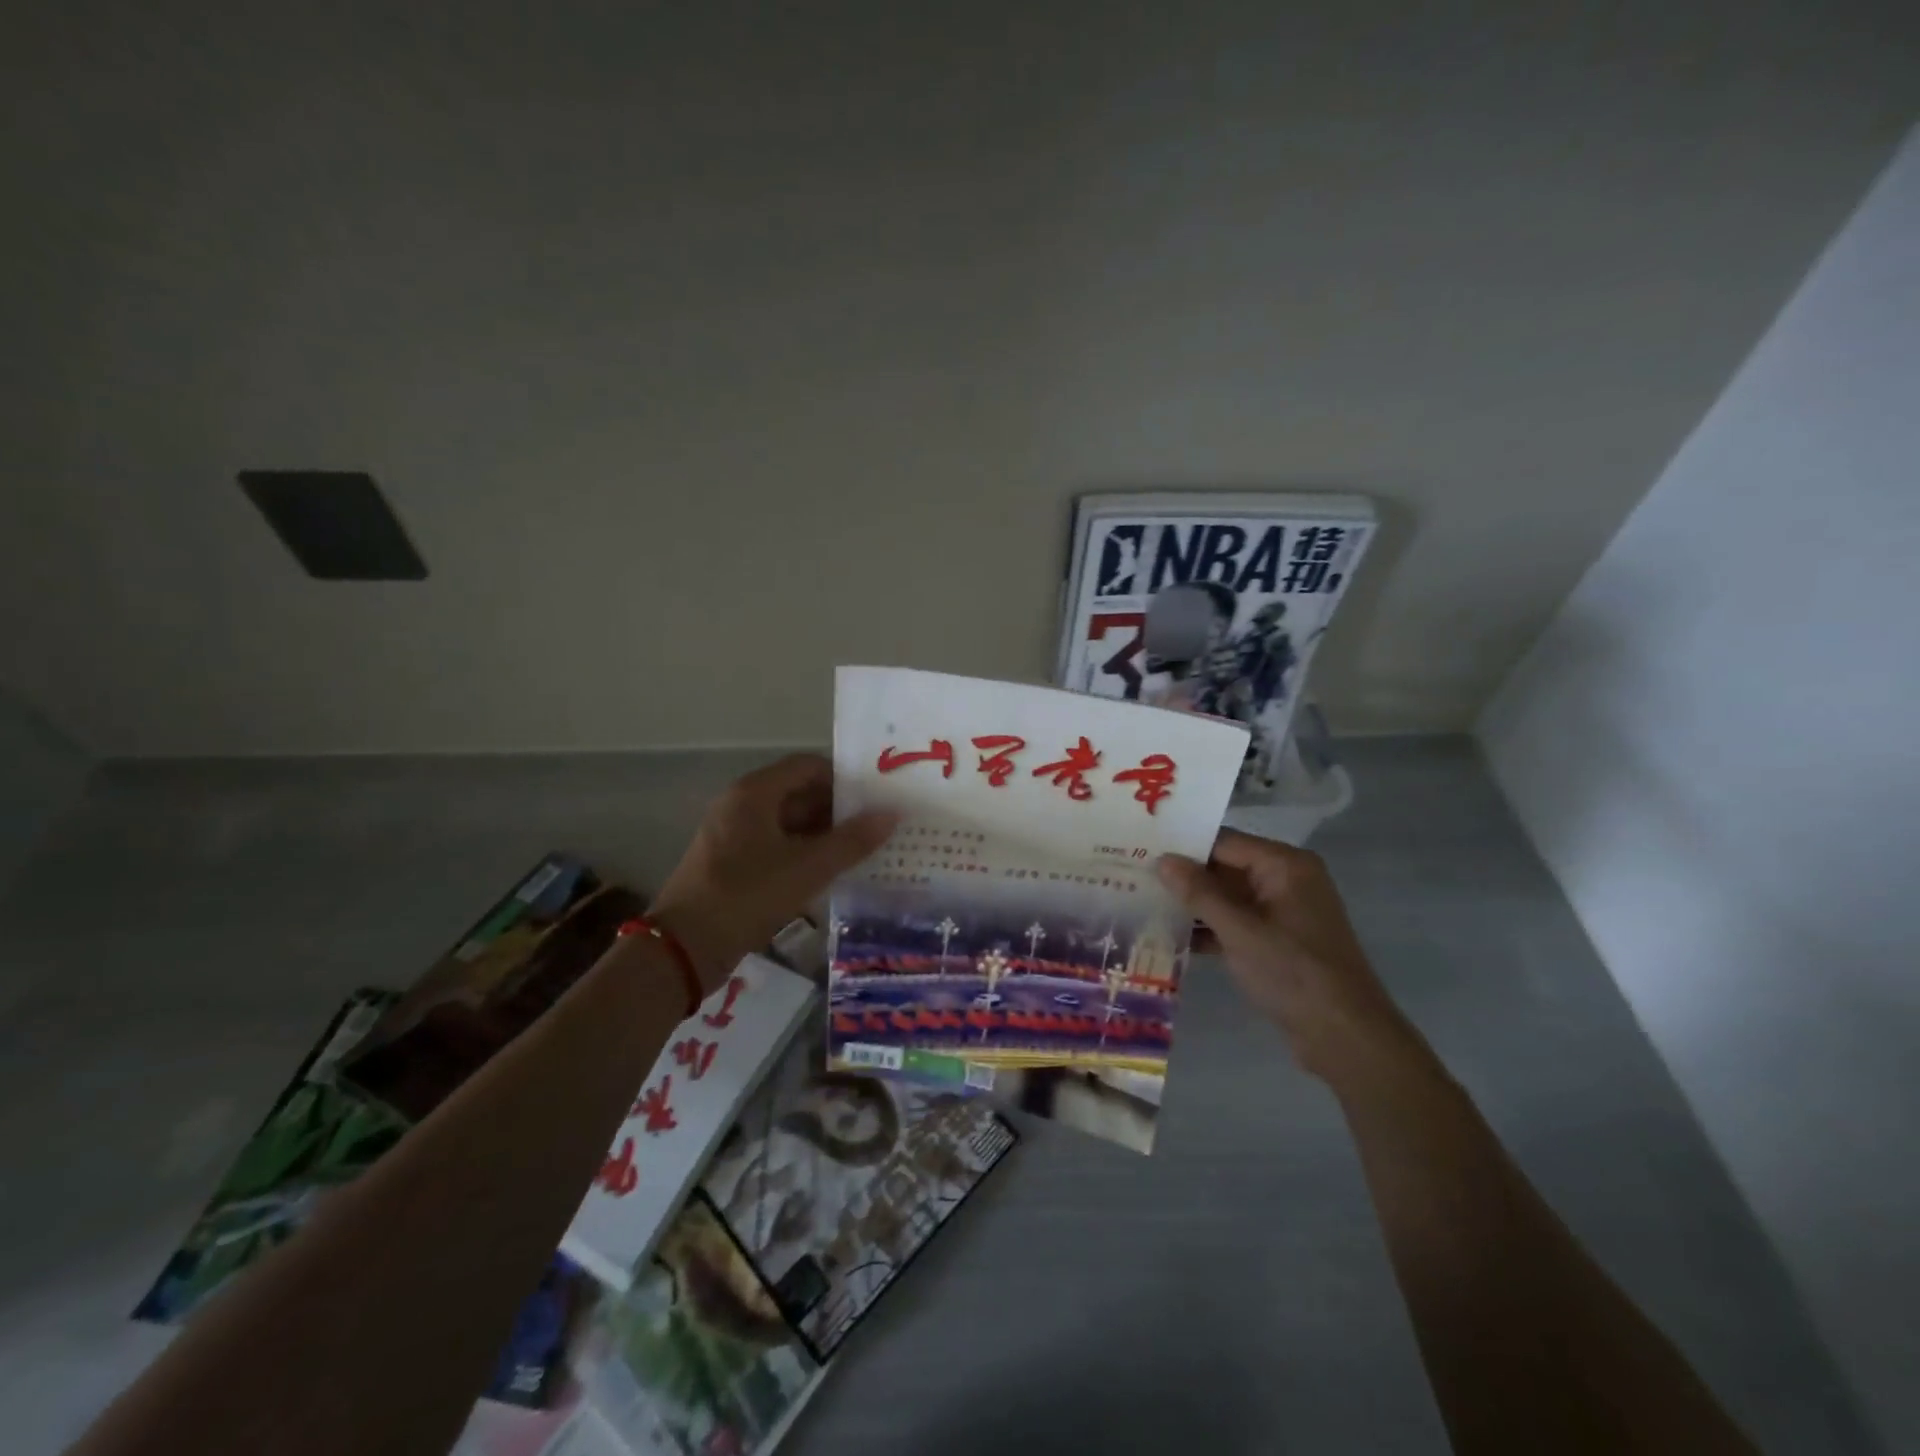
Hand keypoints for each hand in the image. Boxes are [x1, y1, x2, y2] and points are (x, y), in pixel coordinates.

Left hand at [651, 754, 895, 990]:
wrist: (685, 948)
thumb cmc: (748, 895)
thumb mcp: (808, 868)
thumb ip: (852, 841)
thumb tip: (891, 815)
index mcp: (754, 792)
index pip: (808, 766)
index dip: (843, 779)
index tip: (875, 798)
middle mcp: (740, 804)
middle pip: (798, 793)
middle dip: (837, 810)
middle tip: (875, 828)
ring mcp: (732, 834)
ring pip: (787, 822)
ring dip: (822, 834)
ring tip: (860, 852)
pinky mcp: (730, 862)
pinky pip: (774, 845)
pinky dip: (802, 853)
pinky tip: (828, 874)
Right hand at [1157, 829, 1417, 1085]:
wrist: (1345, 1037)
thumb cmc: (1293, 973)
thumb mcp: (1240, 931)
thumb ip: (1199, 893)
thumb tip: (1163, 860)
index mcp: (1285, 865)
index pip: (1224, 842)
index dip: (1183, 847)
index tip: (1140, 850)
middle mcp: (1286, 880)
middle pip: (1225, 867)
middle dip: (1184, 876)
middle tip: (1134, 877)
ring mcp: (1283, 912)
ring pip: (1228, 897)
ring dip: (1193, 905)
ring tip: (1143, 904)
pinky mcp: (1278, 940)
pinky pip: (1236, 922)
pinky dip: (1210, 929)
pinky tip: (1171, 937)